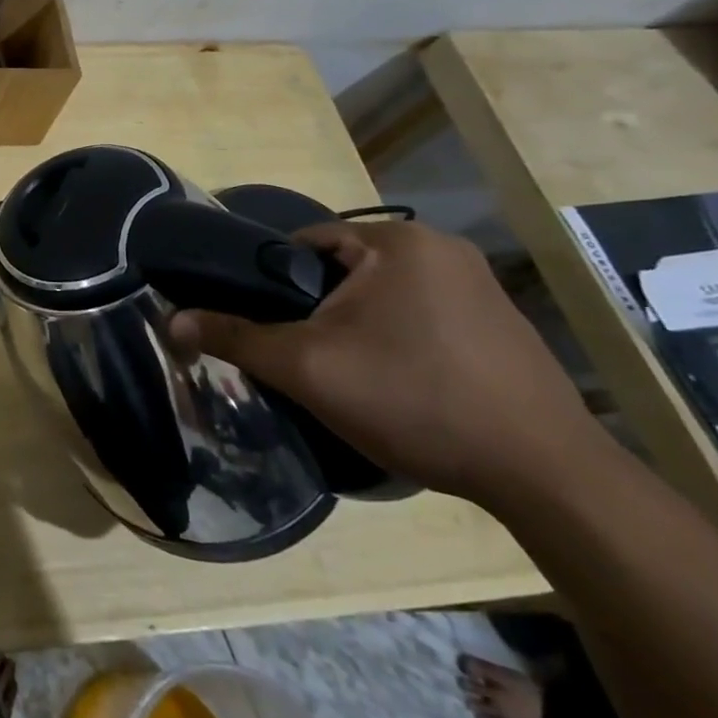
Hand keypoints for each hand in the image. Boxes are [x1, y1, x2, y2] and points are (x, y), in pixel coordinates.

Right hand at [177, 221, 605, 508]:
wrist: (547, 476)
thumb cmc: (415, 399)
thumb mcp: (307, 368)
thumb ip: (235, 337)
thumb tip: (170, 320)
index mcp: (398, 242)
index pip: (303, 242)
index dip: (271, 282)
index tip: (263, 324)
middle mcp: (442, 250)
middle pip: (340, 270)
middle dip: (313, 310)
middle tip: (300, 356)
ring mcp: (479, 287)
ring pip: (378, 296)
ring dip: (352, 326)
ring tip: (343, 374)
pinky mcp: (499, 324)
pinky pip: (418, 316)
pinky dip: (393, 340)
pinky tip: (395, 384)